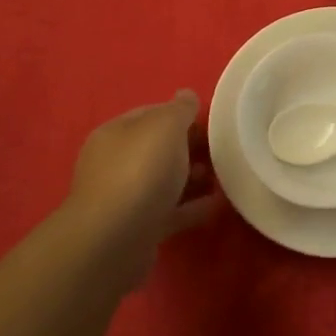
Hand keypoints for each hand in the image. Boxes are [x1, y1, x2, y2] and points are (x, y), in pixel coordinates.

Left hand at [66, 91, 222, 285]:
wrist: (115, 240)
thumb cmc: (140, 171)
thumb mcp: (166, 127)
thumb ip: (179, 109)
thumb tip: (186, 95)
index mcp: (115, 133)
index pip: (150, 114)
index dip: (180, 115)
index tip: (211, 123)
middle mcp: (113, 163)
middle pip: (157, 149)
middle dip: (189, 148)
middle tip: (220, 152)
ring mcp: (123, 199)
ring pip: (163, 182)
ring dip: (192, 179)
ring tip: (221, 178)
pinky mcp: (136, 230)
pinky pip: (169, 212)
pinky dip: (191, 208)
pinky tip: (215, 206)